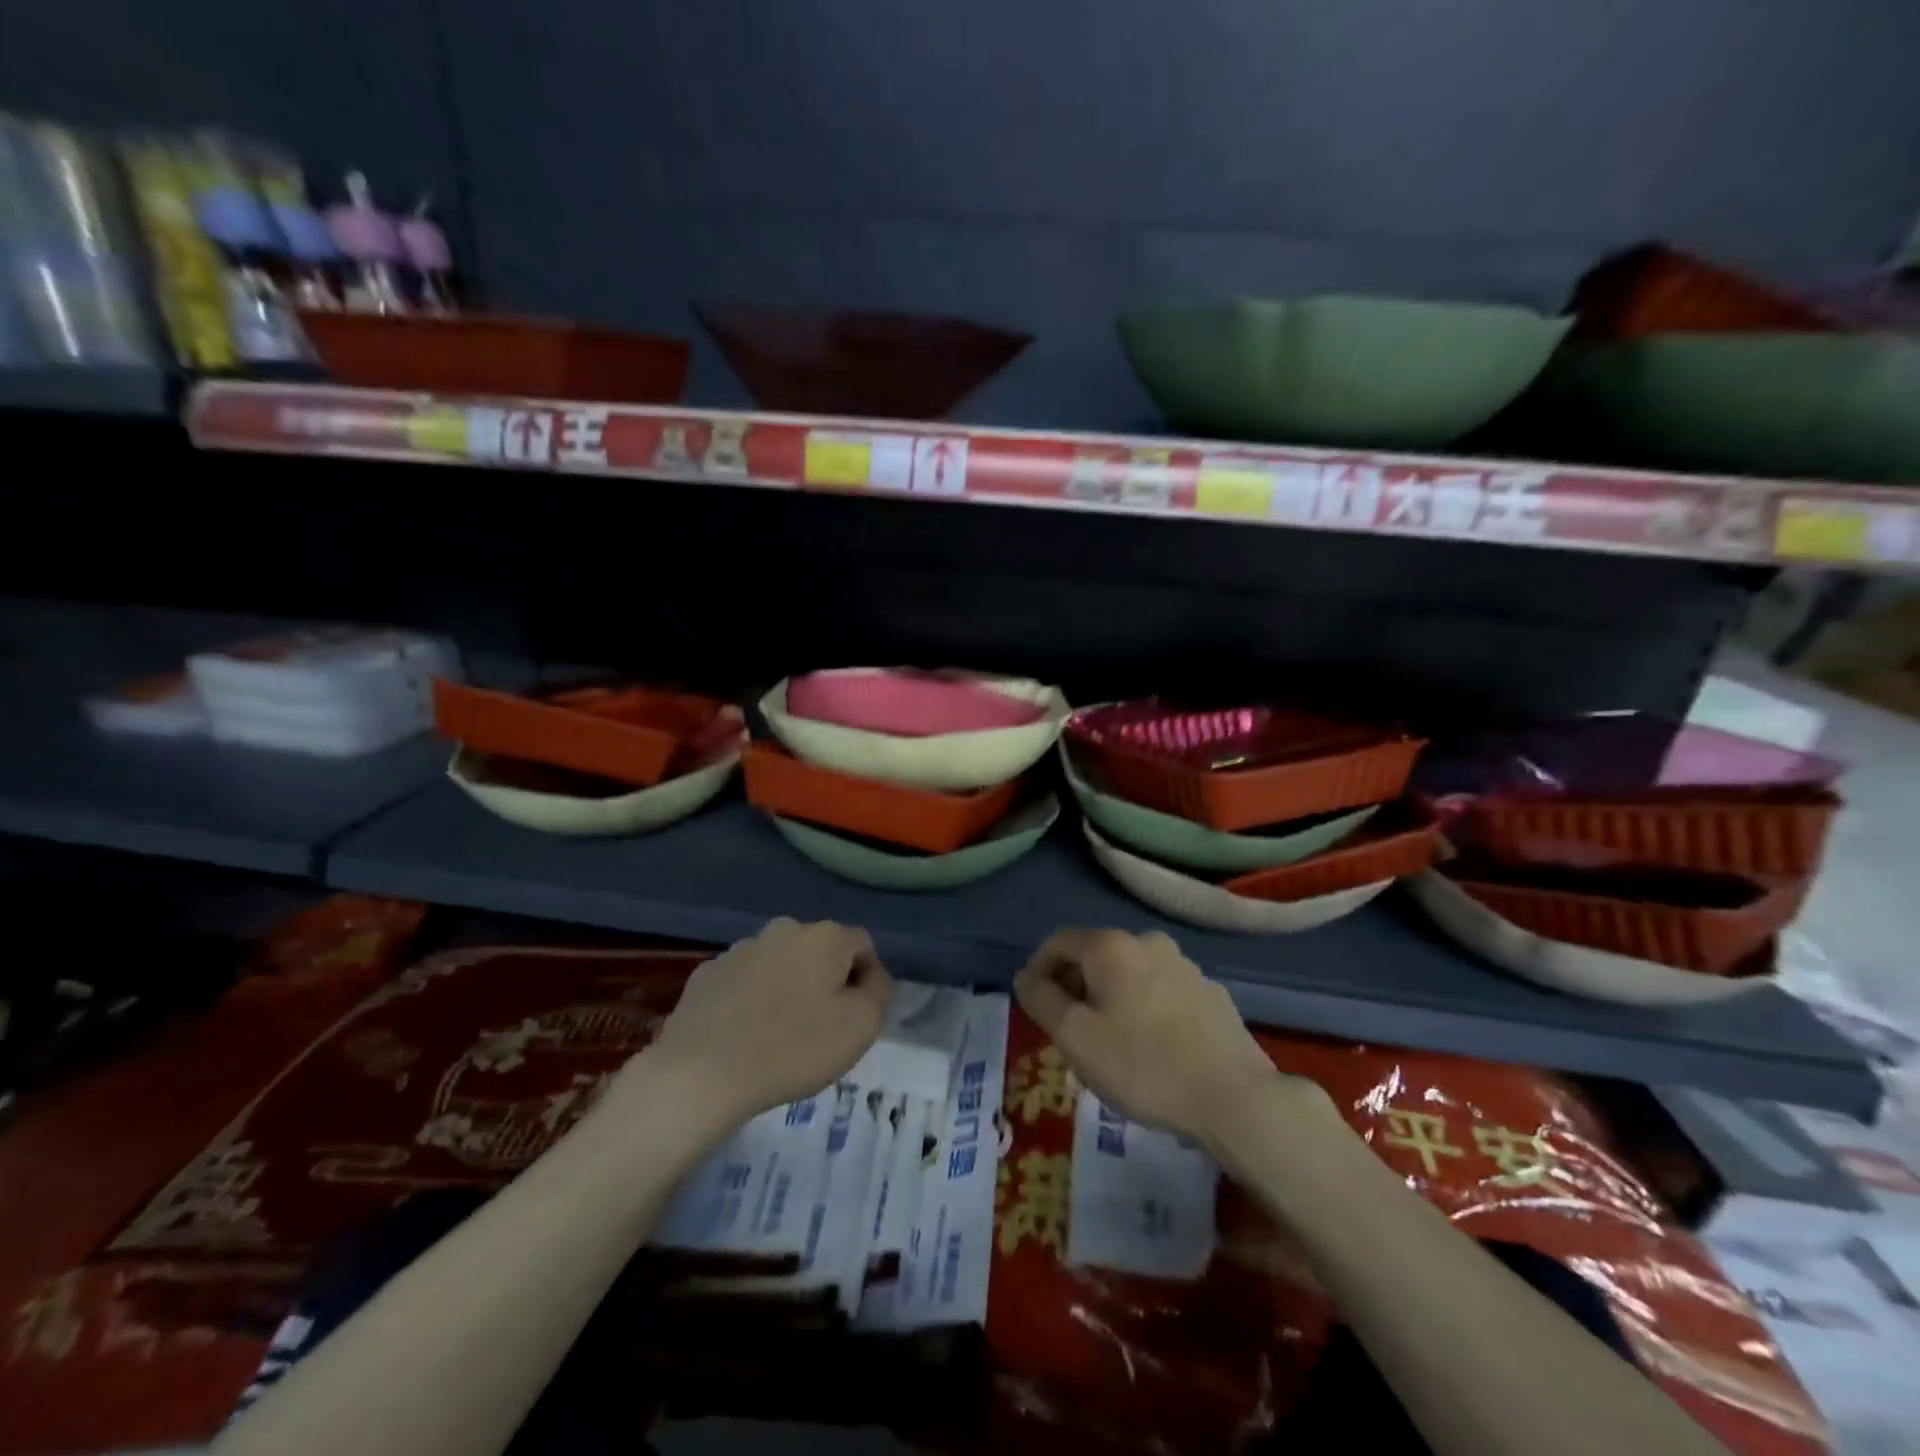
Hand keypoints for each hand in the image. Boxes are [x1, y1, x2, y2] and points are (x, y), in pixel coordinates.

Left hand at [646, 918, 891, 1124]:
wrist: (701, 1072)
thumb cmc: (793, 1047)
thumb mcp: (861, 1026)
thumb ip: (878, 992)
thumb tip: (871, 977)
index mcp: (824, 936)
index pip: (862, 946)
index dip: (867, 979)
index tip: (858, 1018)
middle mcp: (784, 929)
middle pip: (819, 952)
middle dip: (825, 981)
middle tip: (822, 1028)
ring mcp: (740, 949)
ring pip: (779, 965)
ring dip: (787, 988)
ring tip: (779, 1036)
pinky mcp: (706, 974)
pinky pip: (743, 983)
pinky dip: (750, 1001)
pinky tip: (744, 1036)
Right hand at [1013, 928, 1309, 1146]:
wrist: (1234, 1097)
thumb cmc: (1143, 1065)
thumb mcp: (1076, 1037)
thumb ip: (1042, 1000)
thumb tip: (1025, 977)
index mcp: (1112, 946)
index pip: (1058, 941)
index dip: (1037, 968)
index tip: (1033, 1005)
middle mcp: (1148, 942)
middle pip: (1095, 955)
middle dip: (1074, 986)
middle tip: (1067, 1029)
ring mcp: (1185, 965)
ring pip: (1130, 974)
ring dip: (1109, 997)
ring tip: (1108, 1041)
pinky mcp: (1211, 992)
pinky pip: (1161, 990)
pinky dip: (1143, 1007)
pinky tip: (1150, 1046)